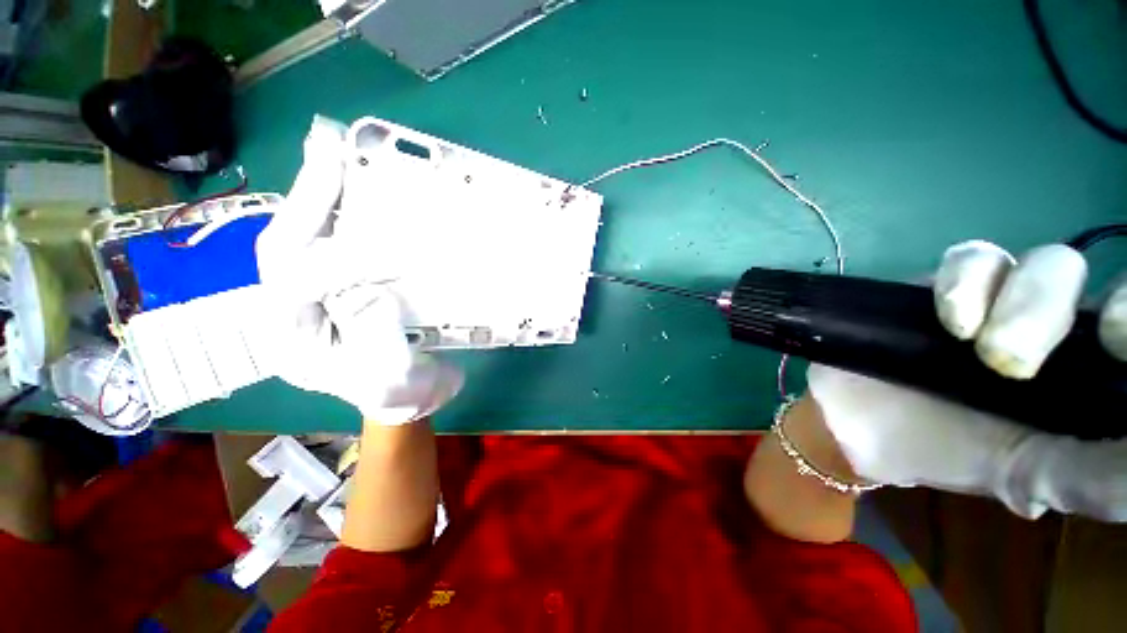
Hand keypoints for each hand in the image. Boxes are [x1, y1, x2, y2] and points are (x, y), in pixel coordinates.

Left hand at [255, 116, 461, 423]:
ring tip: (335, 160)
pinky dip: (337, 216)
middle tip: (330, 157)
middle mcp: (289, 310)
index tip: (390, 250)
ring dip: (317, 200)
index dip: (342, 262)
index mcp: (293, 339)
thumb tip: (369, 286)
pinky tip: (350, 193)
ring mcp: (311, 297)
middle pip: (284, 249)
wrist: (406, 398)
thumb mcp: (391, 375)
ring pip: (300, 239)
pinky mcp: (334, 288)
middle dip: (306, 203)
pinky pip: (327, 245)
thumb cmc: (399, 394)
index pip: (298, 285)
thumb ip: (374, 334)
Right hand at [808, 240, 1126, 521]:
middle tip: (1015, 363)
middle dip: (1059, 311)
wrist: (860, 422)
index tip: (1115, 346)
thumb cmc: (949, 455)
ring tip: (975, 347)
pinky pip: (971, 259)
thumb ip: (1096, 479)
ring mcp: (1000, 299)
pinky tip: (951, 322)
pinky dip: (965, 283)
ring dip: (1018, 300)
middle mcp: (1056, 325)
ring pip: (1039, 261)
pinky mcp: (948, 287)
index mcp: (1087, 371)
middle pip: (1093, 280)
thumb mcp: (1033, 478)